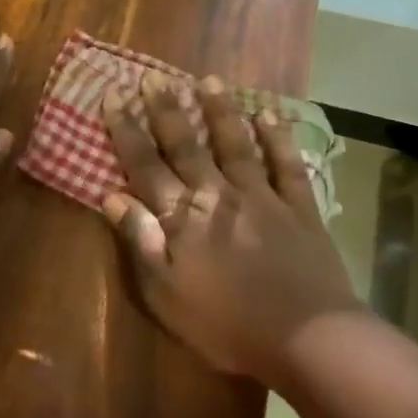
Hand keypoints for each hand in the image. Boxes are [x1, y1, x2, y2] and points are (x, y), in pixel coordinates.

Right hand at [100, 72, 356, 388]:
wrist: (306, 339)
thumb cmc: (226, 325)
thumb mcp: (165, 294)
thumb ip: (140, 241)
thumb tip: (111, 196)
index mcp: (182, 217)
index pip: (145, 164)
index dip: (126, 129)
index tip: (113, 94)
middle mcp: (217, 195)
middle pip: (187, 145)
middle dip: (167, 109)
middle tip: (154, 77)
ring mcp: (261, 197)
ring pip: (236, 144)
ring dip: (220, 110)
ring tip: (208, 79)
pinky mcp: (299, 207)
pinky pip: (286, 164)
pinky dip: (278, 138)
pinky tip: (269, 115)